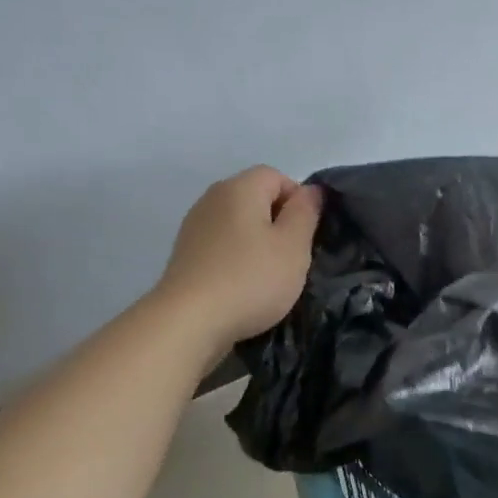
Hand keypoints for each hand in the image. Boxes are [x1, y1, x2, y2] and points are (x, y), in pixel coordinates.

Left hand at [157, 166, 321, 352]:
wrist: (190, 320)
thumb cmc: (251, 279)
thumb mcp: (293, 246)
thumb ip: (306, 213)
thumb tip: (311, 191)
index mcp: (240, 188)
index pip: (277, 176)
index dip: (299, 201)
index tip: (307, 236)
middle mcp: (212, 198)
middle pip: (256, 198)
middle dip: (279, 223)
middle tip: (293, 258)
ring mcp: (195, 226)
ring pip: (239, 223)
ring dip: (258, 243)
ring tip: (270, 275)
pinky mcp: (186, 254)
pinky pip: (222, 245)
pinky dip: (237, 258)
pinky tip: (244, 286)